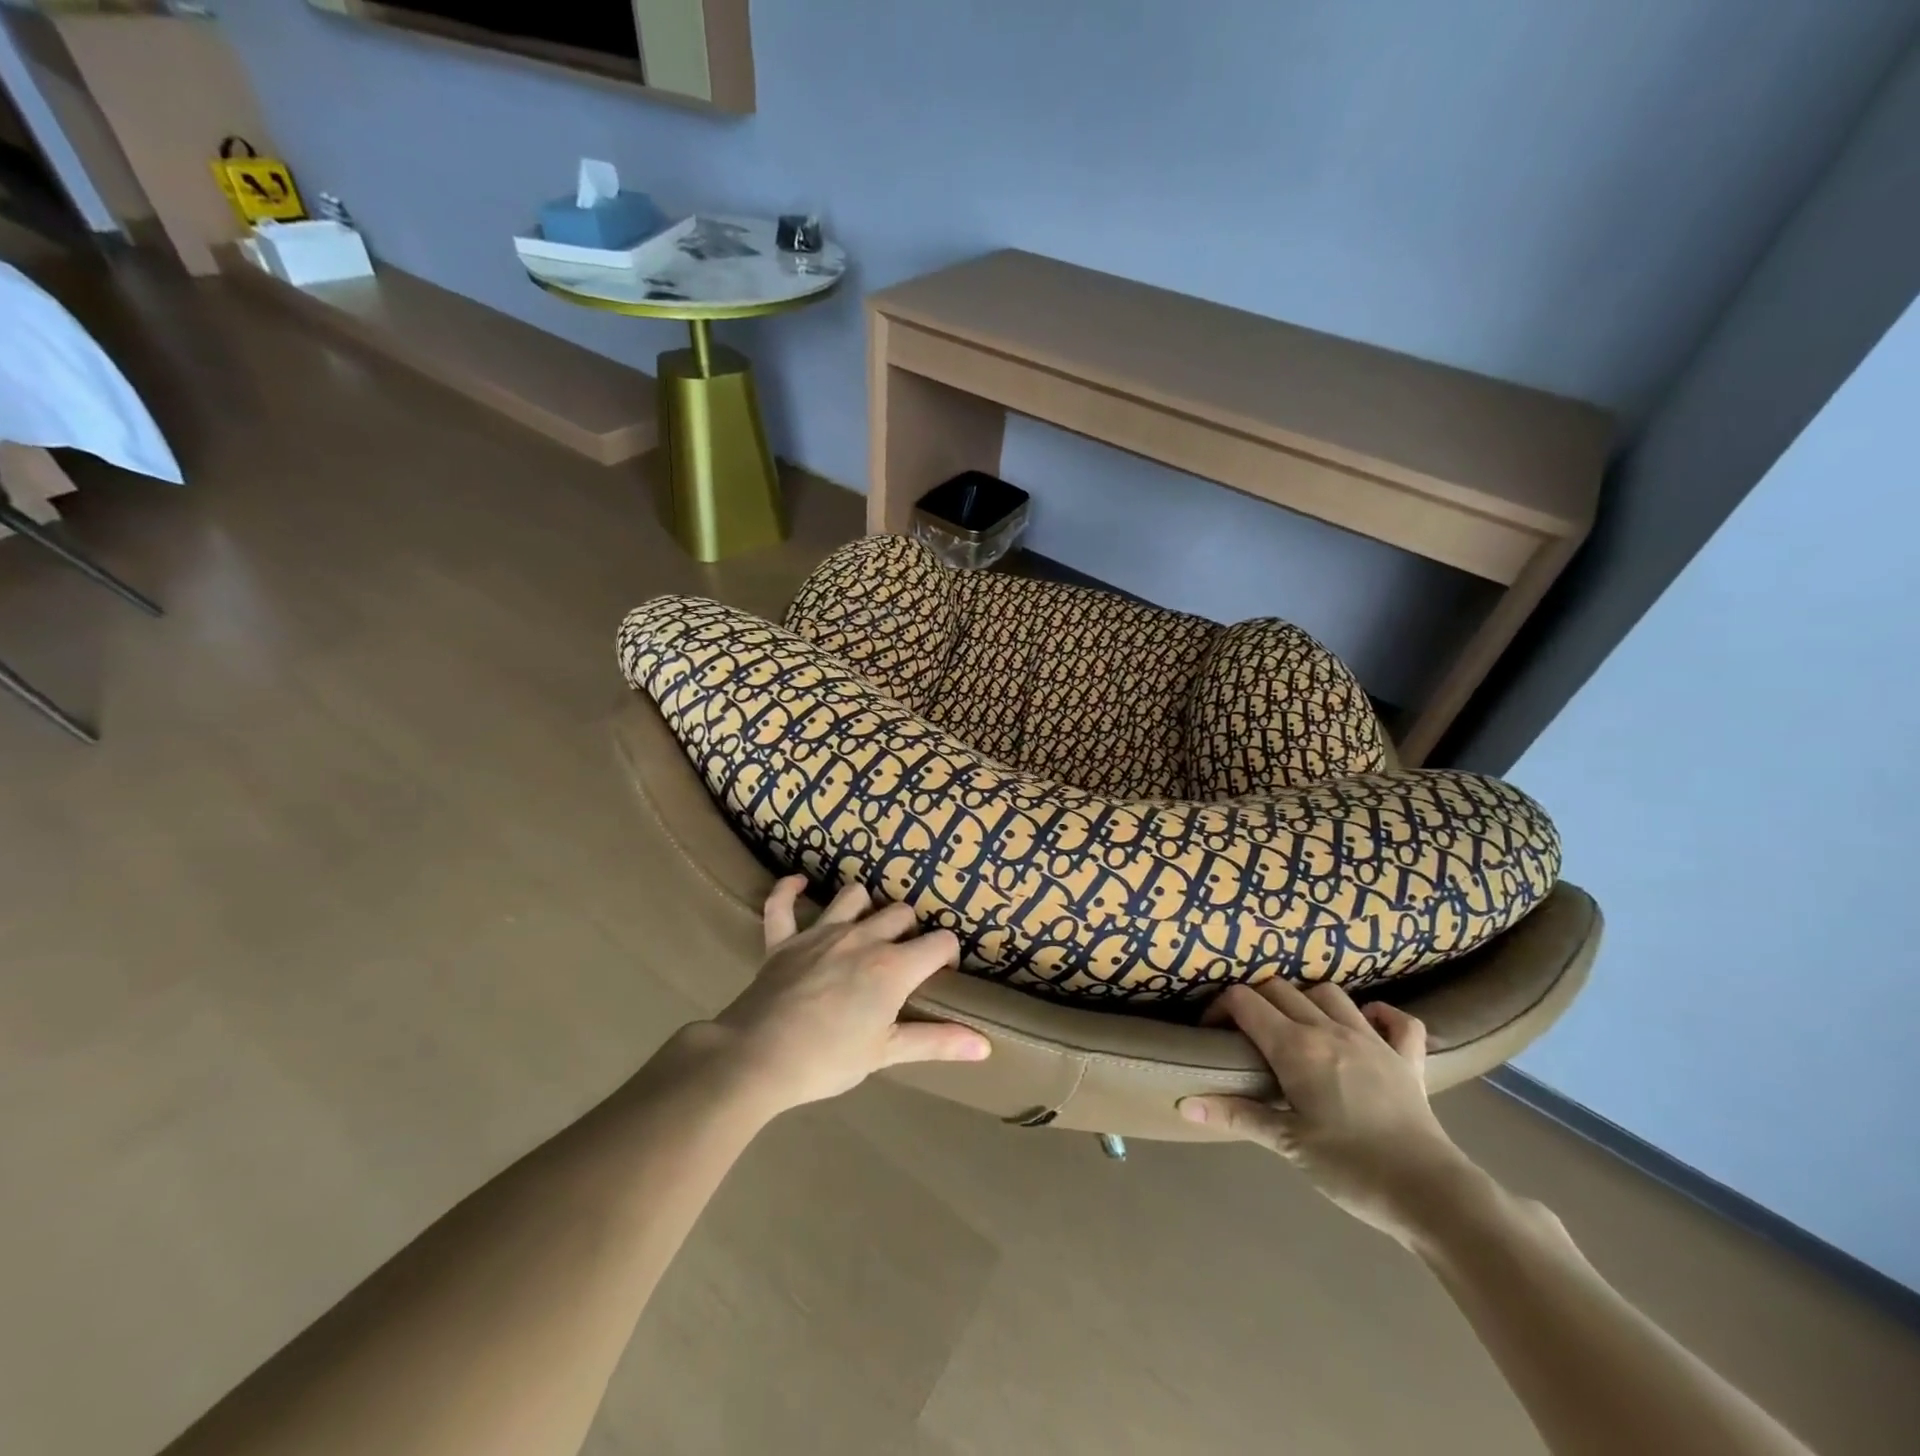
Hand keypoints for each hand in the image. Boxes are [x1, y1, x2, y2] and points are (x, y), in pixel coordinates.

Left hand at [702, 876, 990, 1117]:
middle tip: (903, 961)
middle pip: (900, 913)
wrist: (756, 1059)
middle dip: (910, 931)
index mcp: (892, 967)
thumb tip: (985, 1047)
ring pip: (853, 896)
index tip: (941, 975)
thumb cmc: (828, 1060)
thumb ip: (937, 1042)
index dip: (947, 955)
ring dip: (865, 907)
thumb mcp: (886, 1053)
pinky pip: (781, 905)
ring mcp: (820, 934)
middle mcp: (861, 938)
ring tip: (865, 929)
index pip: (939, 943)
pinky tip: (798, 885)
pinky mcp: (783, 940)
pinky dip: (788, 891)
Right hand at [1179, 979, 1483, 1244]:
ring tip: (1296, 1025)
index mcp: (1296, 1046)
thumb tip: (1185, 1104)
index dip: (1220, 1007)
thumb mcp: (1286, 1144)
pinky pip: (1397, 1020)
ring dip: (1306, 999)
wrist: (1432, 1195)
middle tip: (1244, 1031)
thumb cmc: (1351, 1168)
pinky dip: (1380, 1014)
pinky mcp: (1407, 1058)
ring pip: (1329, 993)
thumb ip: (1236, 1115)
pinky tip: (1367, 1025)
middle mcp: (1330, 1029)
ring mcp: (1372, 1039)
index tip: (1211, 1031)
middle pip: (1280, 988)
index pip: (1244, 1001)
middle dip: (1255, 1000)